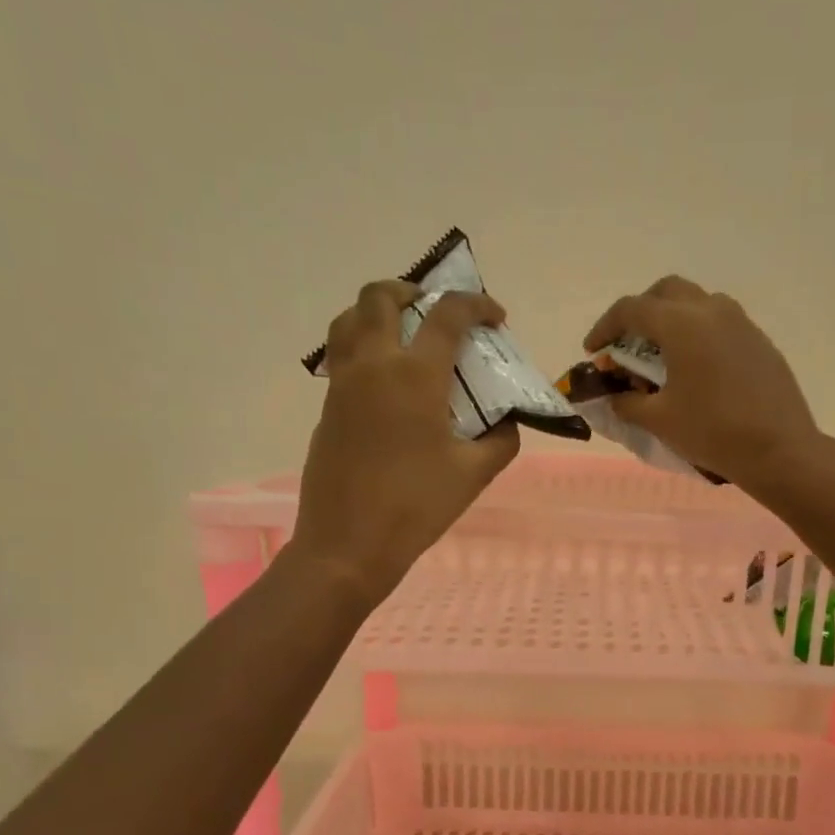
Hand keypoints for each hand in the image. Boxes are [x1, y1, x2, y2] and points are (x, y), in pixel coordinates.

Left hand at [293, 280, 518, 602]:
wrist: (348, 543)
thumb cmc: (416, 507)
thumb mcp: (473, 475)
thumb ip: (500, 441)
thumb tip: (507, 422)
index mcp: (415, 375)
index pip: (447, 314)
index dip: (476, 305)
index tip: (495, 317)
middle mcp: (374, 365)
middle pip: (380, 296)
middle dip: (412, 290)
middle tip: (434, 311)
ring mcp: (343, 384)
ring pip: (349, 319)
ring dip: (377, 311)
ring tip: (403, 333)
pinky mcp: (327, 407)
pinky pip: (341, 354)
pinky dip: (363, 346)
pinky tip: (386, 380)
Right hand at [583, 276, 823, 489]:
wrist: (779, 449)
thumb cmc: (712, 431)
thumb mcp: (659, 420)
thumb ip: (628, 402)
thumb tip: (615, 396)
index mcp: (682, 324)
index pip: (631, 309)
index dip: (605, 327)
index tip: (593, 351)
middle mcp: (711, 310)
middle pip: (666, 292)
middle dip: (640, 312)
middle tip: (627, 343)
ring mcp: (741, 323)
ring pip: (697, 303)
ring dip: (672, 319)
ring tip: (662, 355)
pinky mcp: (759, 341)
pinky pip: (720, 324)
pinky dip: (698, 334)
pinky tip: (696, 369)